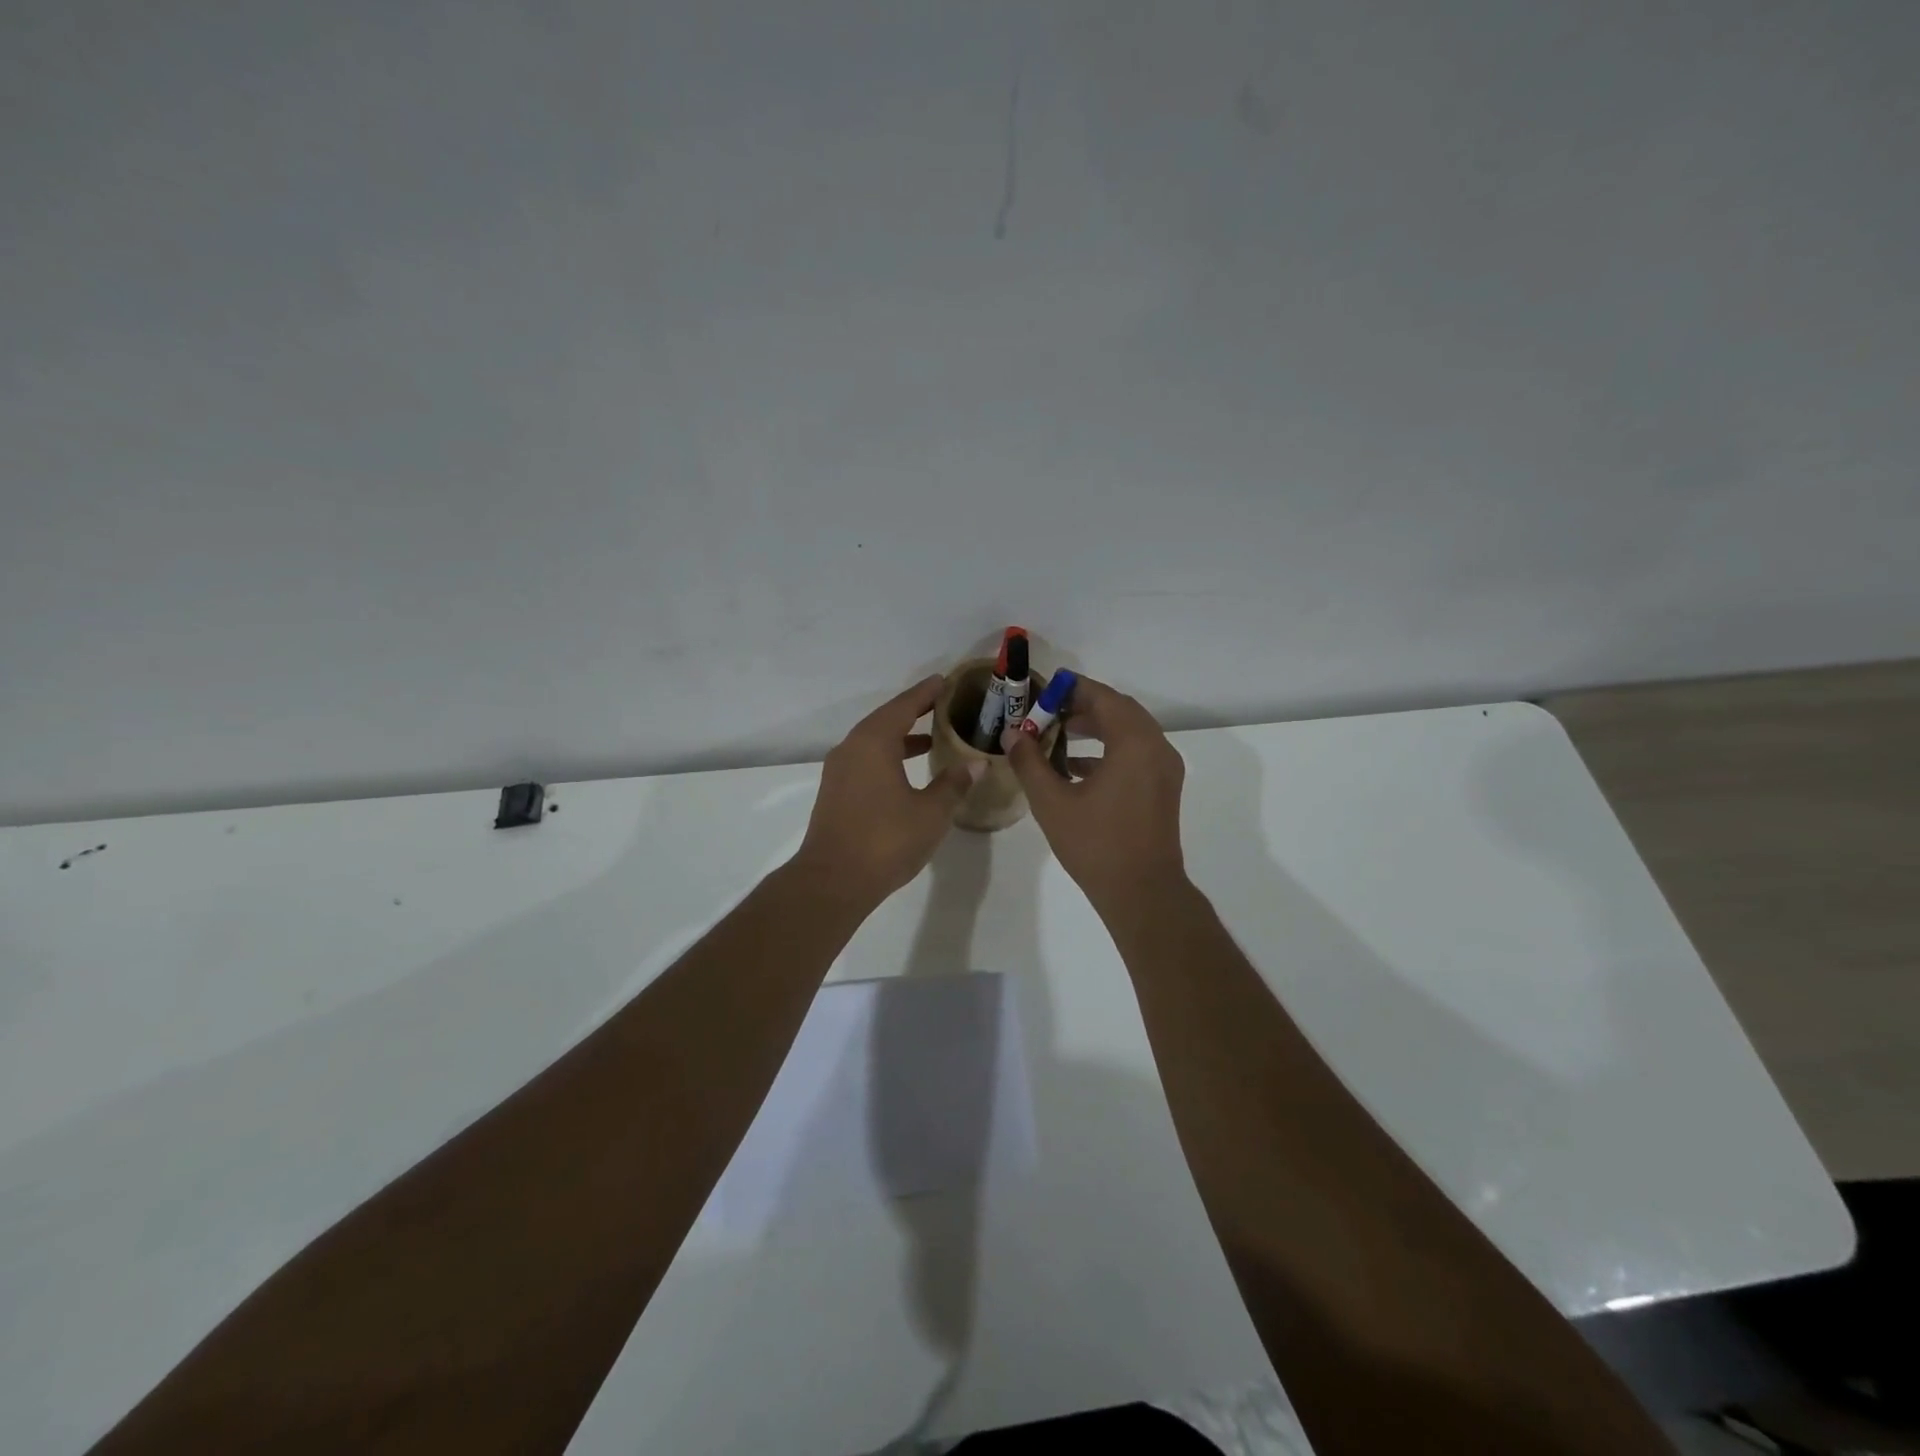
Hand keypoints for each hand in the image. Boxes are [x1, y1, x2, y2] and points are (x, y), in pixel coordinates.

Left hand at [795, 675, 980, 907]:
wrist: (833, 880)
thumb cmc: (886, 840)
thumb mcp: (931, 812)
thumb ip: (954, 783)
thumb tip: (976, 763)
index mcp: (874, 742)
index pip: (903, 706)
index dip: (926, 693)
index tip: (944, 681)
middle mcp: (852, 748)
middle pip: (886, 719)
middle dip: (913, 711)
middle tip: (941, 705)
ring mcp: (840, 770)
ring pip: (873, 741)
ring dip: (900, 736)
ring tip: (931, 738)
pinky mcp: (836, 791)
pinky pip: (865, 759)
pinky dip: (888, 755)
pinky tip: (906, 771)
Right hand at [1004, 676, 1187, 914]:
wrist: (1142, 892)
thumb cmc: (1096, 844)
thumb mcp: (1052, 802)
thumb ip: (1029, 762)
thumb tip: (1012, 734)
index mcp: (1134, 743)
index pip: (1103, 698)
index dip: (1073, 689)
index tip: (1046, 688)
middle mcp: (1156, 748)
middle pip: (1120, 710)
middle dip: (1084, 706)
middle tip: (1049, 709)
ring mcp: (1164, 769)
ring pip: (1130, 732)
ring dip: (1097, 727)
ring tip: (1059, 733)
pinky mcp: (1163, 789)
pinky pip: (1136, 754)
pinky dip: (1110, 750)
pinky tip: (1076, 767)